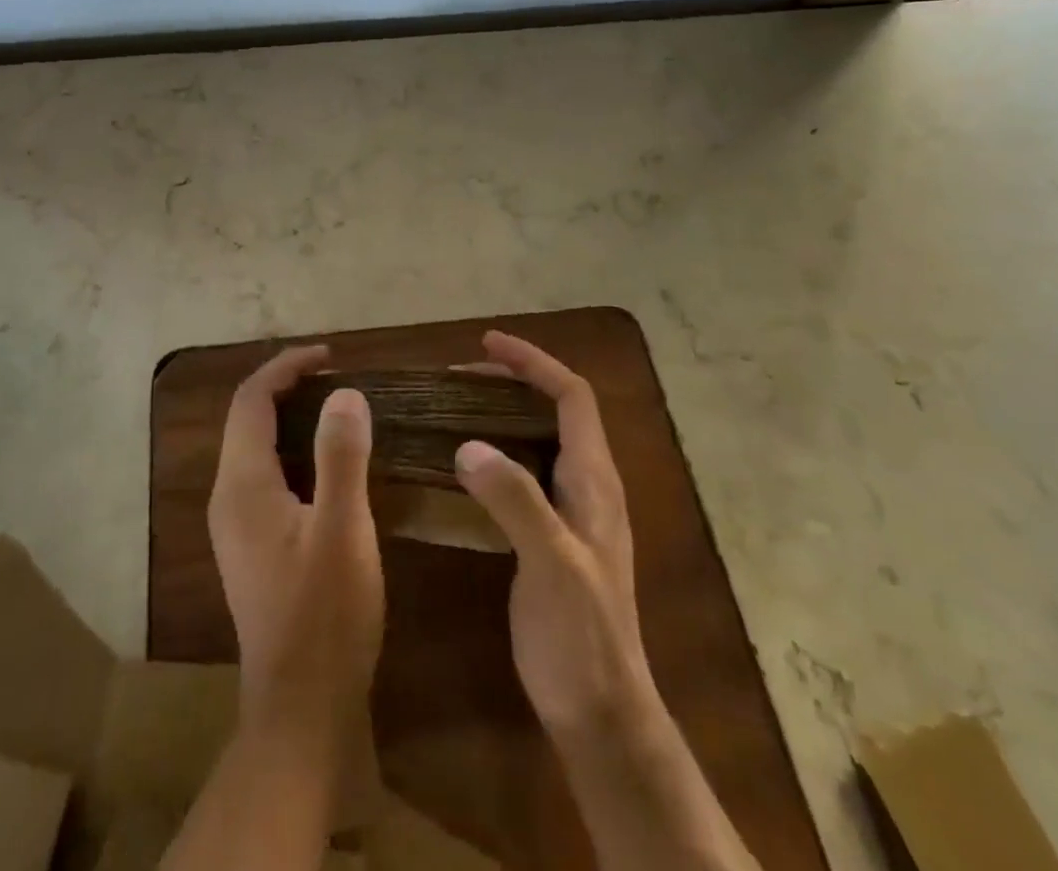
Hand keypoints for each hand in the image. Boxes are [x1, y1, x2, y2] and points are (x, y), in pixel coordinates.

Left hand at [208, 344, 382, 742]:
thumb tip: (344, 393)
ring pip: (256, 448)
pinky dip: (293, 450)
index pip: (251, 400)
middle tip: (338, 376)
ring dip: (290, 418)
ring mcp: (236, 525)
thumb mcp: (343, 529)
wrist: (302, 710)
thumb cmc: (325, 616)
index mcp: (241, 484)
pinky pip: (266, 475)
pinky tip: (328, 463)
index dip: (286, 367)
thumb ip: (341, 455)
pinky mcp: (252, 546)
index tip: (330, 355)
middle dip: (287, 387)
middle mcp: (228, 497)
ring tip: (338, 408)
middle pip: (247, 419)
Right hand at [454, 333, 757, 870]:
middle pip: (555, 410)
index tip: (486, 344)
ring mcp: (572, 512)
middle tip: (458, 376)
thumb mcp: (551, 564)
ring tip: (456, 407)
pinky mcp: (553, 536)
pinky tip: (464, 465)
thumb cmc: (582, 637)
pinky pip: (524, 471)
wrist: (601, 713)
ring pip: (539, 439)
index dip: (533, 362)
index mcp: (594, 480)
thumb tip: (468, 445)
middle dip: (512, 381)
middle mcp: (587, 485)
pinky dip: (496, 450)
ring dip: (502, 413)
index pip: (571, 396)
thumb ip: (516, 501)